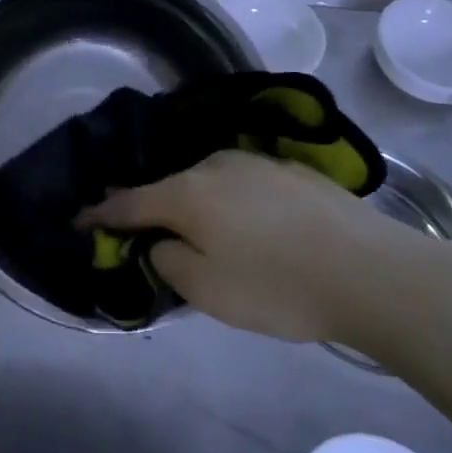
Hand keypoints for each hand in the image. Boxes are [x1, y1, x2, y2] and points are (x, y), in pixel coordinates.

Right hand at [81, 149, 444, 344]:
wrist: (371, 271)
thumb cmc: (279, 287)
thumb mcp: (208, 291)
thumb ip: (169, 261)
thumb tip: (161, 241)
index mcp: (188, 192)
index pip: (129, 202)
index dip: (100, 214)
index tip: (79, 221)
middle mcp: (215, 165)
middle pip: (170, 187)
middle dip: (153, 209)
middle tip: (147, 237)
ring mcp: (255, 161)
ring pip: (208, 182)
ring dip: (196, 205)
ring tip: (205, 235)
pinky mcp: (289, 169)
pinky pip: (241, 184)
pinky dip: (231, 202)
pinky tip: (251, 225)